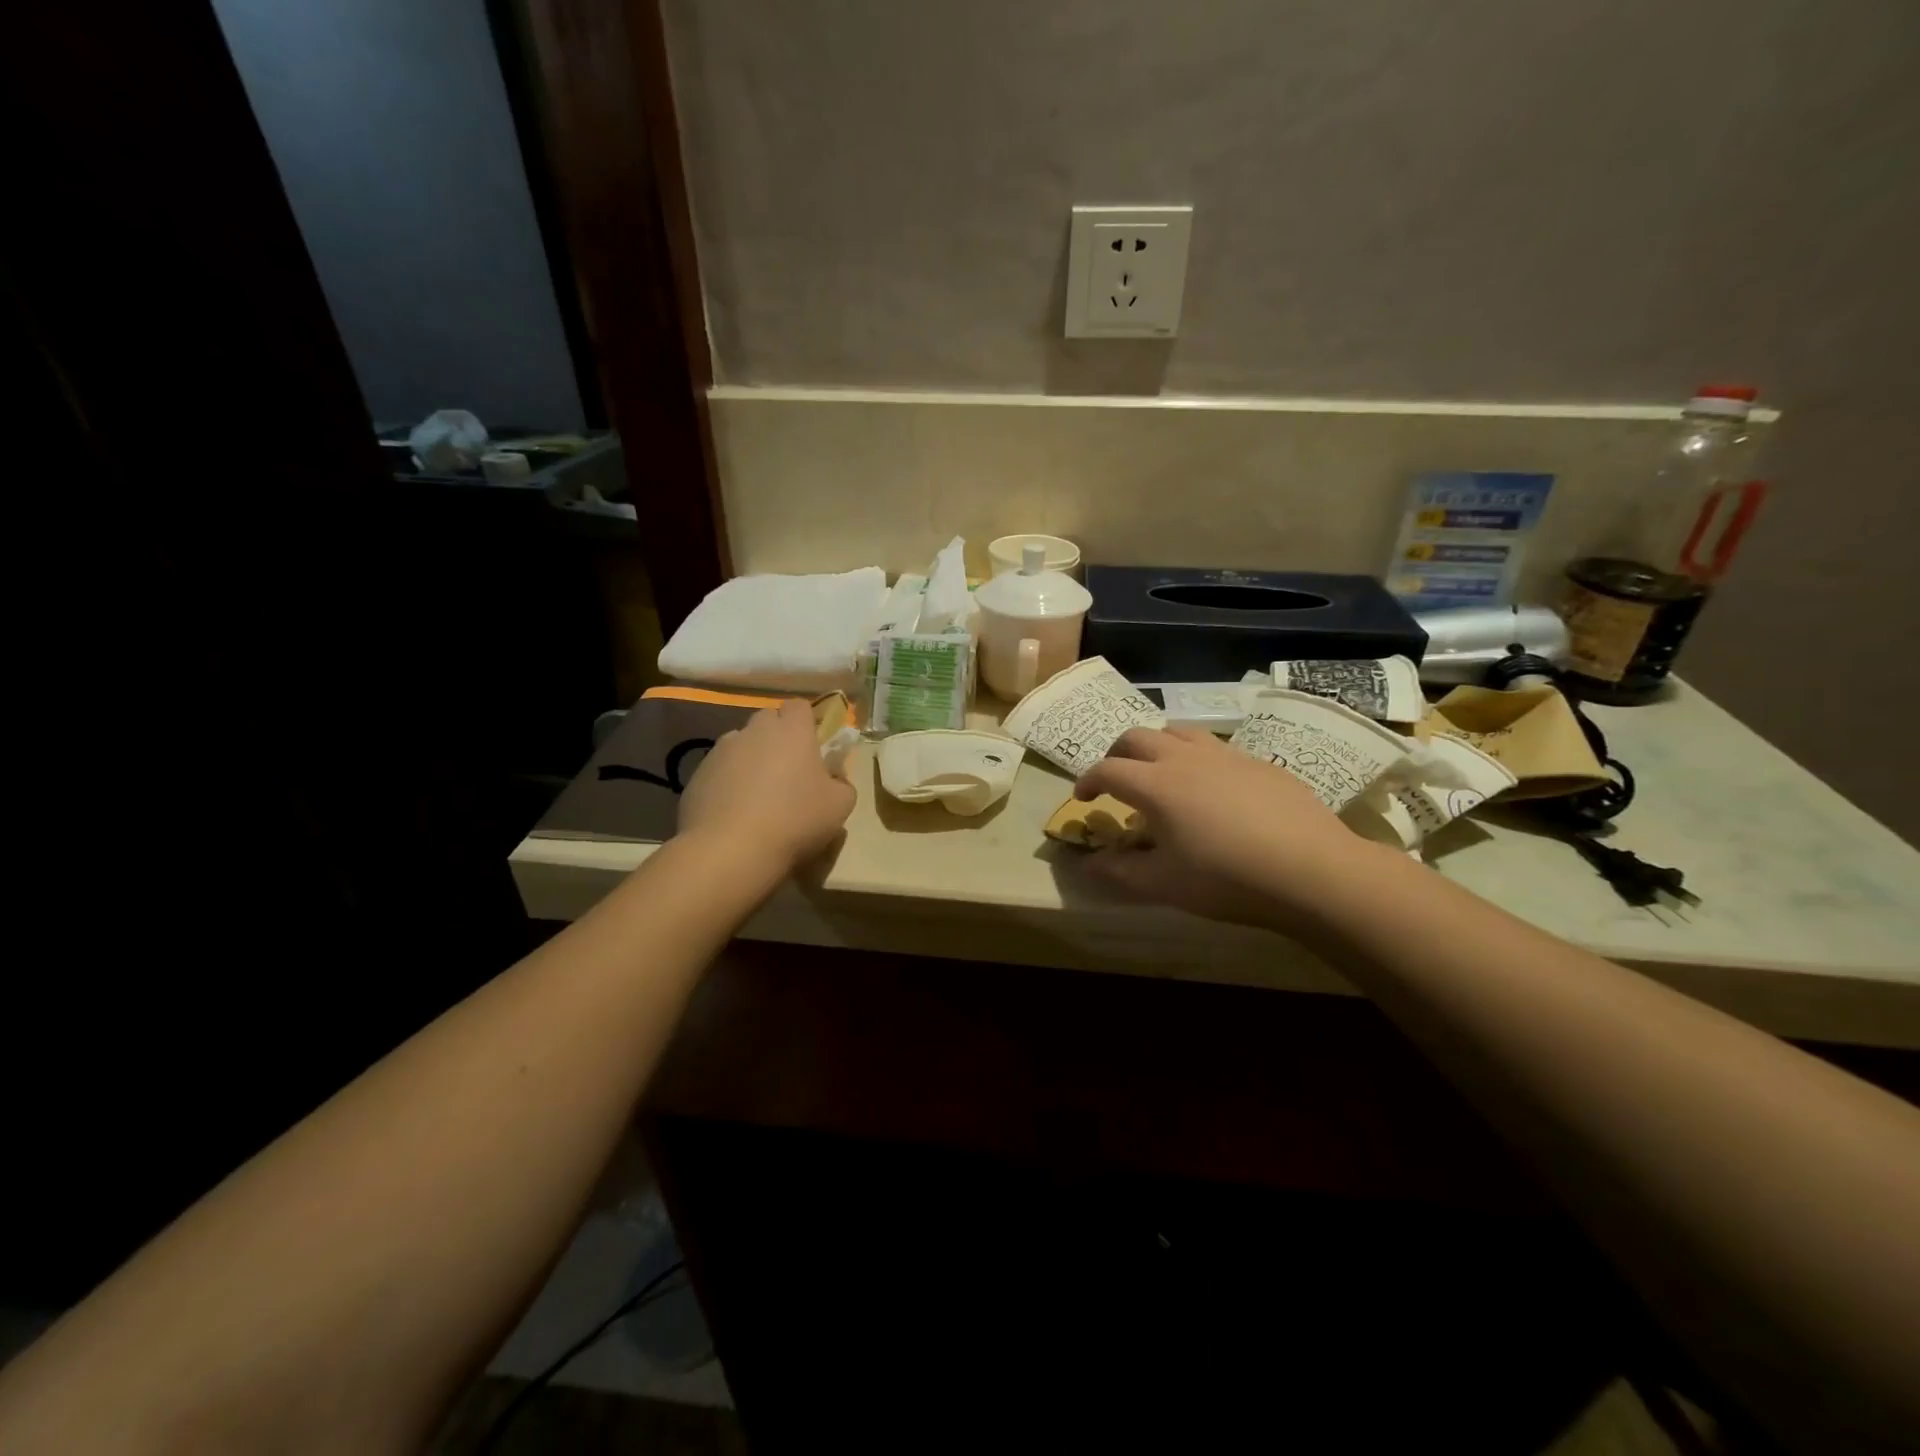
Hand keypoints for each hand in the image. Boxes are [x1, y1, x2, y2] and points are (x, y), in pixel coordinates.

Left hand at [677, 700, 855, 881]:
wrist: (730, 850)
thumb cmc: (795, 820)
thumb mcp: (840, 806)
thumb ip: (842, 783)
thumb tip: (834, 779)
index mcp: (792, 731)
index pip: (799, 706)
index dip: (806, 723)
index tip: (812, 747)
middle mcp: (754, 731)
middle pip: (767, 720)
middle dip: (777, 738)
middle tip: (788, 772)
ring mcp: (721, 751)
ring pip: (740, 745)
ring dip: (750, 760)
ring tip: (757, 796)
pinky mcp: (697, 776)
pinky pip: (719, 771)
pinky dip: (727, 783)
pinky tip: (734, 813)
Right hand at [1073, 727, 1383, 928]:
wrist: (1311, 870)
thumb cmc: (1226, 878)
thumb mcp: (1164, 884)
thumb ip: (1120, 871)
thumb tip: (1088, 864)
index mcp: (1155, 784)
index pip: (1108, 769)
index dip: (1088, 780)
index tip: (1083, 797)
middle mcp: (1185, 758)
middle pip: (1138, 737)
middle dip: (1118, 754)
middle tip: (1117, 779)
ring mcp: (1225, 755)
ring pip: (1179, 732)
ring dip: (1157, 747)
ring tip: (1161, 773)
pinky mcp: (1258, 762)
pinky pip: (1216, 747)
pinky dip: (1197, 758)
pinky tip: (1213, 790)